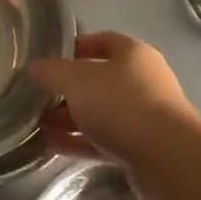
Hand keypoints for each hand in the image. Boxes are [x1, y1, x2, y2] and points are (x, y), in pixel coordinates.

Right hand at [29, 32, 197, 163]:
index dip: (74, 47)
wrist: (167, 158)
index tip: (48, 59)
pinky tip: (53, 146)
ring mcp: (144, 115)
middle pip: (98, 80)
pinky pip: (104, 139)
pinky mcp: (142, 147)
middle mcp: (142, 80)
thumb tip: (33, 68)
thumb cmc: (121, 104)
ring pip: (100, 112)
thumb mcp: (76, 80)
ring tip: (39, 125)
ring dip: (70, 118)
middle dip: (66, 89)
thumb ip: (50, 72)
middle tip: (38, 97)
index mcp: (132, 54)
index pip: (102, 41)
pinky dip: (80, 141)